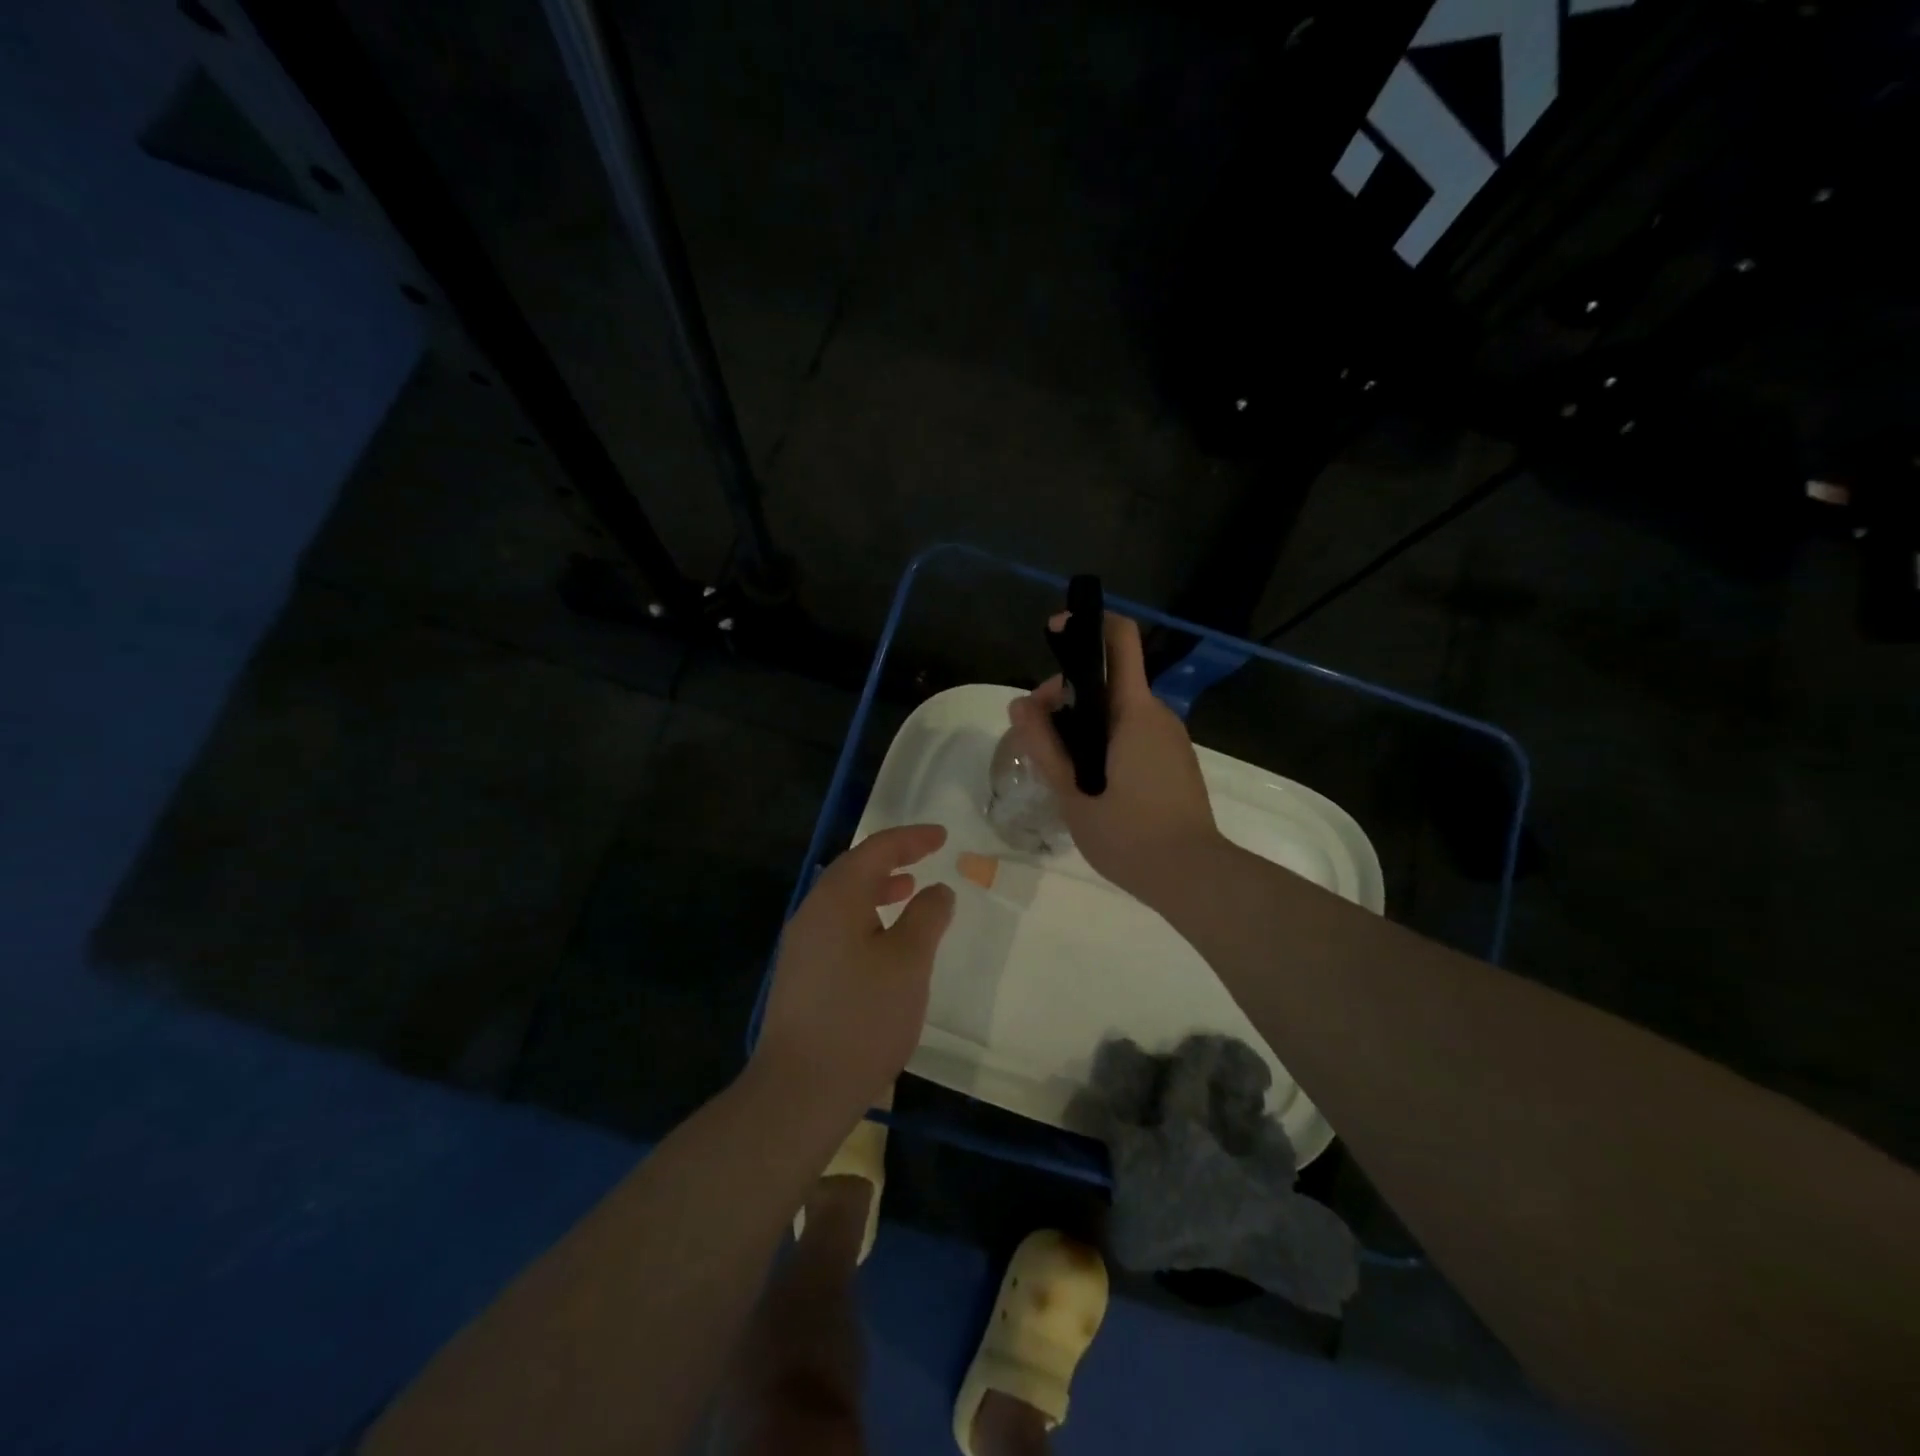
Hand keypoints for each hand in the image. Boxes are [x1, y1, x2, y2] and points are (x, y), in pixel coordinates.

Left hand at [753, 824, 954, 1116]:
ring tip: (908, 891)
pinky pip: (838, 926)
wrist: (800, 1090)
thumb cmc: (862, 1017)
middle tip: (926, 855)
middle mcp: (812, 913)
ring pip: (844, 900)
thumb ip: (927, 917)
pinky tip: (884, 942)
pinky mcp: (801, 975)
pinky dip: (866, 917)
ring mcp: (802, 946)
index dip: (911, 839)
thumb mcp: (908, 962)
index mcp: (836, 898)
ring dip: (878, 888)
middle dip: (891, 858)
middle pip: (854, 869)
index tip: (942, 836)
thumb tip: (938, 890)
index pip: (875, 850)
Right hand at [1008, 612, 1219, 901]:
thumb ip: (1045, 746)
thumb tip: (1019, 704)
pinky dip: (1104, 738)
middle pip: (1108, 679)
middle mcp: (1157, 714)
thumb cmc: (1129, 835)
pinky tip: (1086, 777)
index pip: (1120, 640)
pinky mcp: (1174, 761)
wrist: (1193, 877)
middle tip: (1037, 731)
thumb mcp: (1074, 793)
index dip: (1087, 625)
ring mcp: (1170, 738)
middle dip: (1067, 693)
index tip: (1054, 633)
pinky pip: (1133, 732)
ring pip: (1118, 710)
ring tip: (1056, 760)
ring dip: (1083, 721)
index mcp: (1135, 712)